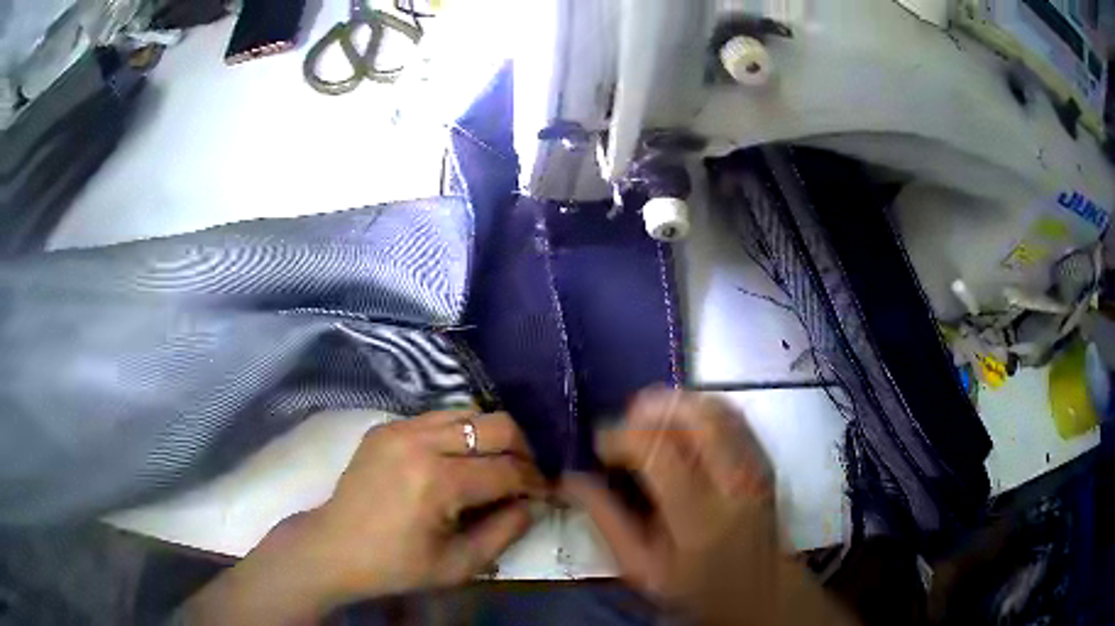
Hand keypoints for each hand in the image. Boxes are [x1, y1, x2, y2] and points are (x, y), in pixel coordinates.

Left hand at [307, 410, 544, 599]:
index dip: (535, 482)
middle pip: (496, 425)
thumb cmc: (397, 565)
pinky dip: (461, 434)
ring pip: (469, 412)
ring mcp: (400, 427)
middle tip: (525, 475)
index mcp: (437, 482)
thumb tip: (533, 503)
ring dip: (492, 438)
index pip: (506, 470)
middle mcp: (420, 442)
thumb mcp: (459, 564)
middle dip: (523, 449)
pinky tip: (459, 459)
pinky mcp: (387, 426)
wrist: (335, 547)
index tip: (546, 493)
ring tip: (496, 465)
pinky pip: (439, 417)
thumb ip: (506, 531)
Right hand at [563, 388, 854, 625]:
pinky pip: (731, 414)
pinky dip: (698, 411)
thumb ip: (606, 521)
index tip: (600, 448)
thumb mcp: (641, 568)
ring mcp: (756, 464)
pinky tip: (680, 431)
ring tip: (648, 428)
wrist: (759, 592)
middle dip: (649, 410)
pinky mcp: (764, 457)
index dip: (620, 437)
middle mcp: (735, 479)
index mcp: (700, 514)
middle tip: (624, 429)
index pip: (657, 448)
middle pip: (694, 414)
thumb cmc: (696, 588)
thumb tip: (571, 480)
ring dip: (674, 406)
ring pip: (715, 406)